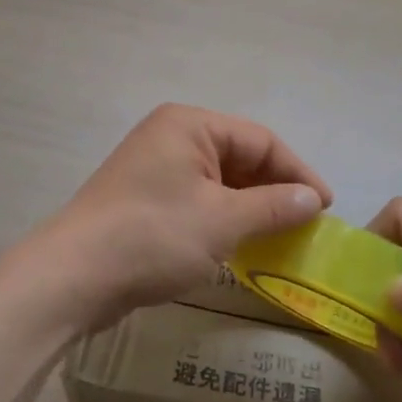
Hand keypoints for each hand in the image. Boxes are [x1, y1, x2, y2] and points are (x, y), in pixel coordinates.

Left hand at [42, 104, 331, 324]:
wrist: (75, 276)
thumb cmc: (155, 236)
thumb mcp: (224, 221)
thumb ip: (274, 206)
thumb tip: (313, 198)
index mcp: (189, 125)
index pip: (261, 140)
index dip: (298, 173)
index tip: (325, 208)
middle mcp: (170, 137)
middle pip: (239, 158)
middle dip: (274, 191)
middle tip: (305, 227)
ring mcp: (153, 169)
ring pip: (218, 183)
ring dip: (249, 209)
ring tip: (280, 239)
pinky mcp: (143, 200)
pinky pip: (196, 201)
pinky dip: (222, 220)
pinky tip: (240, 246)